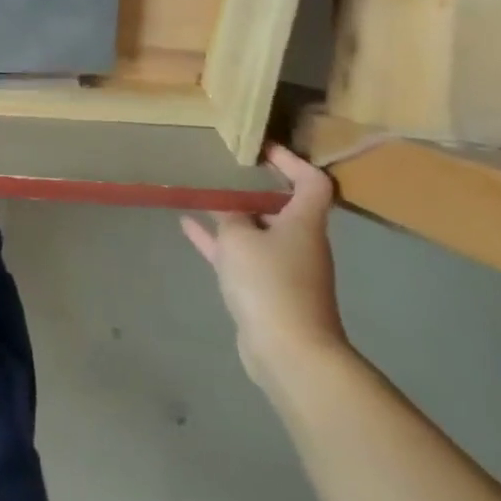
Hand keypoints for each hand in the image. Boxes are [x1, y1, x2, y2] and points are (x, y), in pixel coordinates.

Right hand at [182, 145, 348, 390]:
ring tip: (202, 192)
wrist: (289, 352)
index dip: (291, 161)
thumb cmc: (270, 284)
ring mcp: (284, 268)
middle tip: (223, 168)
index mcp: (304, 223)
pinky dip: (218, 241)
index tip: (260, 148)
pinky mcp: (265, 290)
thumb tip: (225, 205)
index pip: (311, 181)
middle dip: (253, 186)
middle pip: (282, 205)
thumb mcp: (239, 238)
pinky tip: (188, 226)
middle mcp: (299, 242)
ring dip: (232, 213)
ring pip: (257, 230)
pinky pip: (240, 255)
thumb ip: (229, 215)